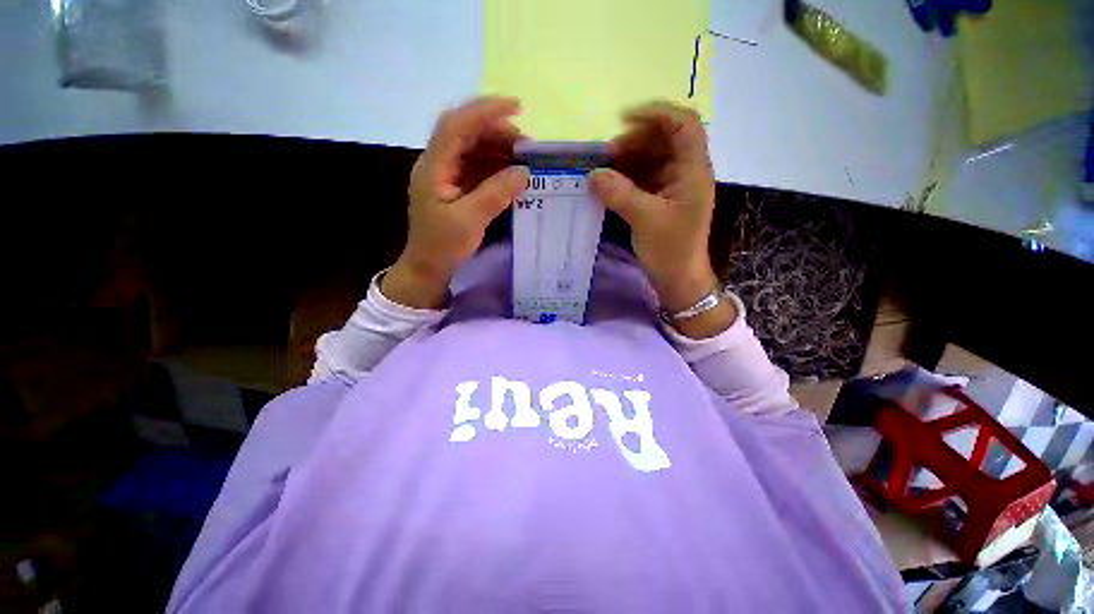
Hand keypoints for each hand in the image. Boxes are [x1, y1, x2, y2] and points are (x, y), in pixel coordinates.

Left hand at [384, 97, 529, 308]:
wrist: (427, 268)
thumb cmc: (443, 247)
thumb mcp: (470, 221)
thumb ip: (496, 194)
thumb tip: (524, 171)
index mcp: (434, 167)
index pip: (457, 125)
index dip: (485, 112)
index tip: (517, 107)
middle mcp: (438, 164)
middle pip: (466, 133)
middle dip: (498, 132)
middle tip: (527, 146)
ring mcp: (447, 175)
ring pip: (474, 149)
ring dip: (499, 149)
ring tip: (525, 158)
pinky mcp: (456, 188)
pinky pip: (478, 168)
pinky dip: (497, 166)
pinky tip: (513, 173)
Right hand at [589, 102, 718, 314]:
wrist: (678, 279)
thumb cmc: (670, 249)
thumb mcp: (645, 220)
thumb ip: (619, 194)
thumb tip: (593, 174)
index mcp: (693, 170)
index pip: (683, 125)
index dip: (656, 114)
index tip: (623, 120)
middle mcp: (686, 172)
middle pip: (664, 139)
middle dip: (635, 140)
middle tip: (608, 154)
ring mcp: (673, 186)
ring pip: (652, 159)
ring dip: (628, 159)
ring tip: (604, 168)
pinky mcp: (661, 200)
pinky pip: (644, 178)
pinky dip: (627, 177)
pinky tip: (610, 183)